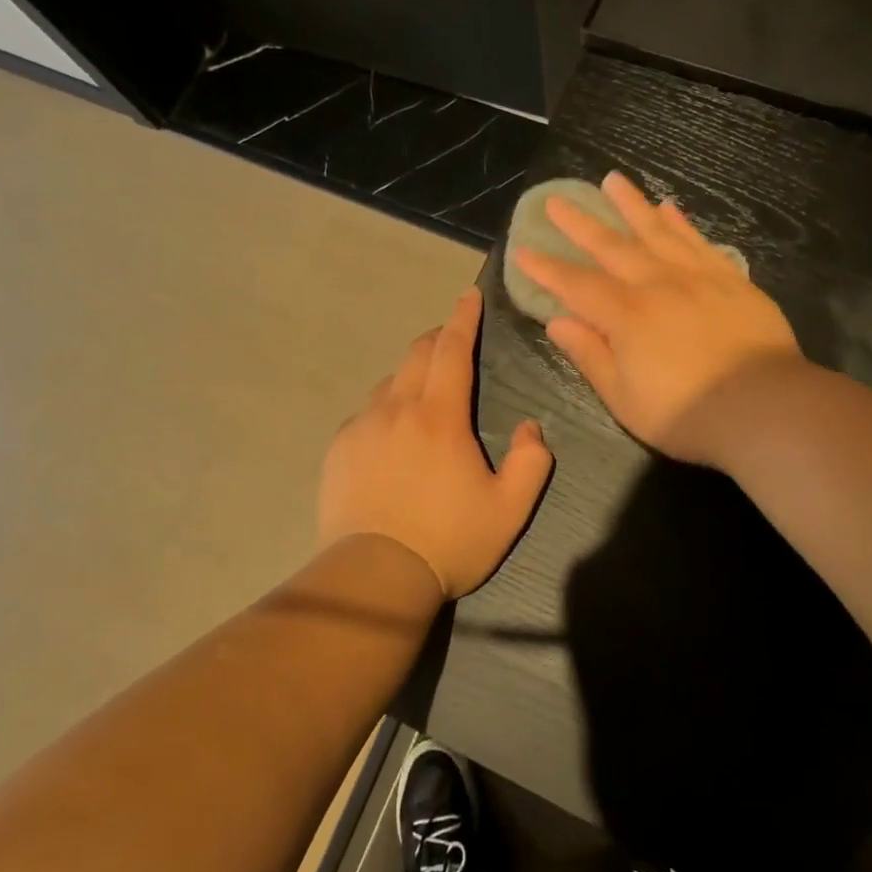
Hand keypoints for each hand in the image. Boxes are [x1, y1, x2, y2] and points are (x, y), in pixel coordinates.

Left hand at [317, 288, 552, 597]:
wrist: (374, 576)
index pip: (453, 350)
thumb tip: (531, 427)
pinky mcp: (339, 449)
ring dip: (411, 375)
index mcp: (440, 417)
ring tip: (424, 393)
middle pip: (417, 355)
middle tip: (452, 340)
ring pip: (389, 383)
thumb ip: (532, 462)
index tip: (469, 295)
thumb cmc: (449, 541)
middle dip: (438, 339)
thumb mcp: (509, 510)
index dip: (463, 318)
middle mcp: (397, 409)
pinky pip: (366, 414)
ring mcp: (362, 427)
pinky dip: (385, 409)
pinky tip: (391, 435)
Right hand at [514, 172, 805, 466]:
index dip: (547, 269)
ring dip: (631, 205)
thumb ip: (590, 355)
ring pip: (656, 231)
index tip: (523, 250)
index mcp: (626, 316)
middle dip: (580, 224)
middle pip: (612, 247)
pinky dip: (680, 223)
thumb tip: (557, 322)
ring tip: (612, 180)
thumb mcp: (624, 398)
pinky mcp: (730, 279)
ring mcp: (697, 277)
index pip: (576, 286)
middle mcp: (656, 285)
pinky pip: (698, 241)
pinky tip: (668, 207)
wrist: (766, 407)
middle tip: (557, 200)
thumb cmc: (686, 413)